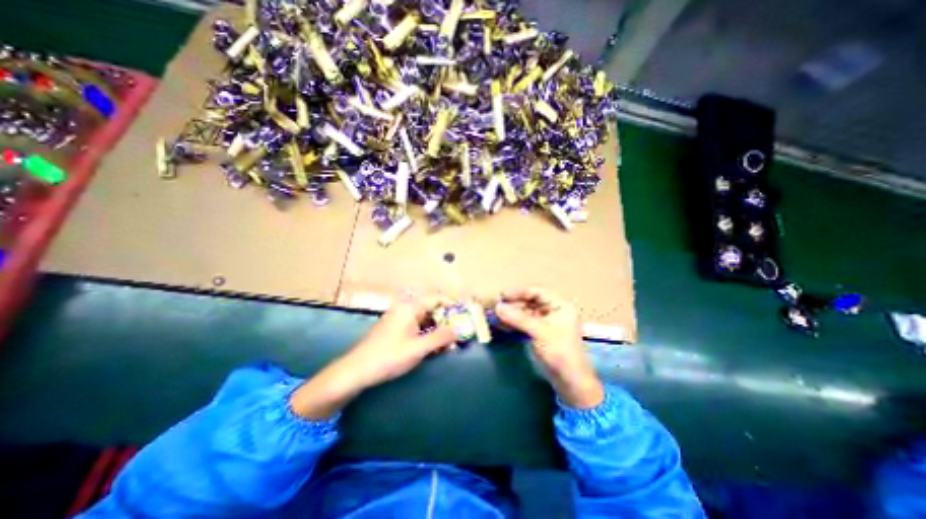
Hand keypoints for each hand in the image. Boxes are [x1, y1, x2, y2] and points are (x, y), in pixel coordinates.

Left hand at [340, 291, 456, 388]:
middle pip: (431, 309)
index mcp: (410, 308)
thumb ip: (441, 337)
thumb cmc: (389, 356)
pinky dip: (426, 334)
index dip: (452, 306)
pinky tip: (431, 347)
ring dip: (437, 329)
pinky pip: (416, 326)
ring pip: (424, 319)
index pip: (437, 299)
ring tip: (447, 344)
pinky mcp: (395, 328)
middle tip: (457, 334)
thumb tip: (459, 330)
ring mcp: (399, 318)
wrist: (356, 370)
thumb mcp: (419, 348)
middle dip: (446, 321)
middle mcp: (405, 309)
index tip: (464, 317)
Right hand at [496, 288, 604, 408]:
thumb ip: (518, 318)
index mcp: (560, 306)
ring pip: (526, 313)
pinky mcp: (540, 334)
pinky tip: (502, 324)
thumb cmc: (559, 352)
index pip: (538, 292)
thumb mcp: (539, 332)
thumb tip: (497, 307)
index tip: (503, 295)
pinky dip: (514, 323)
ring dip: (512, 314)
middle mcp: (554, 311)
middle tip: (497, 306)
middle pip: (531, 302)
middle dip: (514, 304)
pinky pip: (525, 323)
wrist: (569, 381)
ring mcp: (547, 323)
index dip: (520, 292)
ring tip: (496, 315)